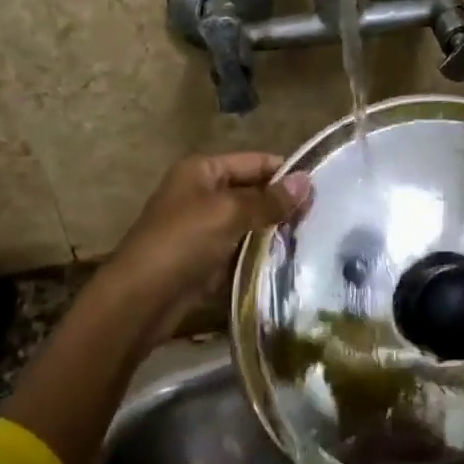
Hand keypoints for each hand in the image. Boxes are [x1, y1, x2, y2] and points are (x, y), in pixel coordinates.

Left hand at [88, 151, 312, 352]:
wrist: (140, 300)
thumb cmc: (182, 243)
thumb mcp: (228, 213)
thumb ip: (269, 199)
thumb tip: (307, 181)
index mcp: (202, 171)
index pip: (255, 162)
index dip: (286, 173)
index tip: (322, 190)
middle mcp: (202, 194)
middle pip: (253, 192)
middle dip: (283, 205)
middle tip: (323, 218)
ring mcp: (203, 229)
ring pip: (249, 224)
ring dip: (275, 232)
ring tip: (314, 240)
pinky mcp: (206, 260)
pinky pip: (241, 251)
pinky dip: (261, 255)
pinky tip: (290, 262)